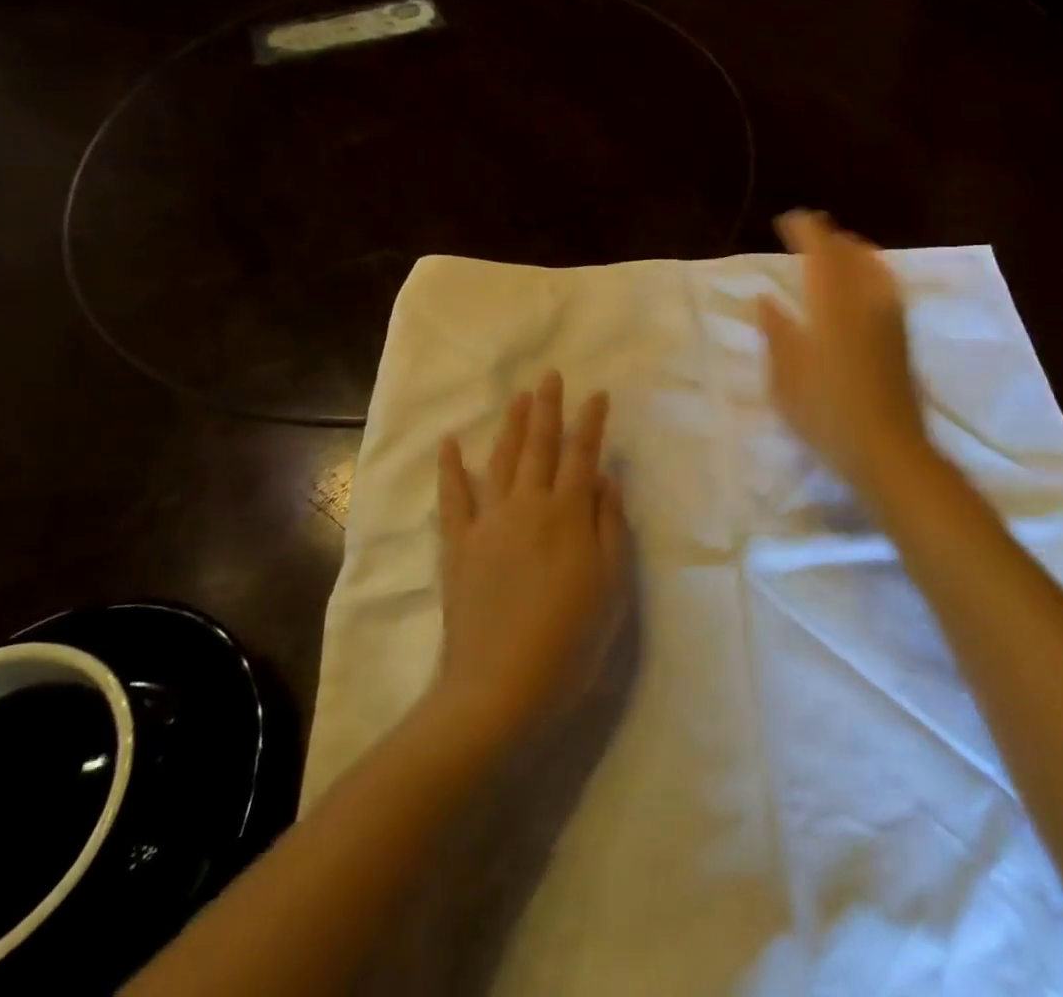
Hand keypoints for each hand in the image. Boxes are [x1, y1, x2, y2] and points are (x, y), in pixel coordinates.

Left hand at [431, 371, 629, 744]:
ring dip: (512, 426)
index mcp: (569, 514)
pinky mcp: (459, 546)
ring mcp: (489, 523)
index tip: (597, 394)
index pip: (583, 454)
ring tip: (519, 397)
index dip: (591, 422)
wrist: (501, 687)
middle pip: (541, 446)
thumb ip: (611, 524)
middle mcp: (528, 505)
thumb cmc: (571, 639)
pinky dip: (451, 468)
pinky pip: (453, 498)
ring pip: (502, 460)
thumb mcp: (612, 584)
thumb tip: (605, 477)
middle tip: (551, 376)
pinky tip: (450, 443)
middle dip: (549, 408)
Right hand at [758, 209, 930, 495]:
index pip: (821, 251)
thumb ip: (775, 331)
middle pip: (850, 253)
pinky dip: (871, 270)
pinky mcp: (901, 336)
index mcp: (831, 304)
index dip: (806, 230)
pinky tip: (864, 283)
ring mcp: (889, 317)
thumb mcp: (785, 376)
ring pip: (873, 266)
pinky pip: (886, 285)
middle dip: (829, 236)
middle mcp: (865, 300)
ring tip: (837, 251)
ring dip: (852, 251)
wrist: (887, 449)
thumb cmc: (826, 413)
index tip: (789, 220)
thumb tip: (765, 299)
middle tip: (810, 231)